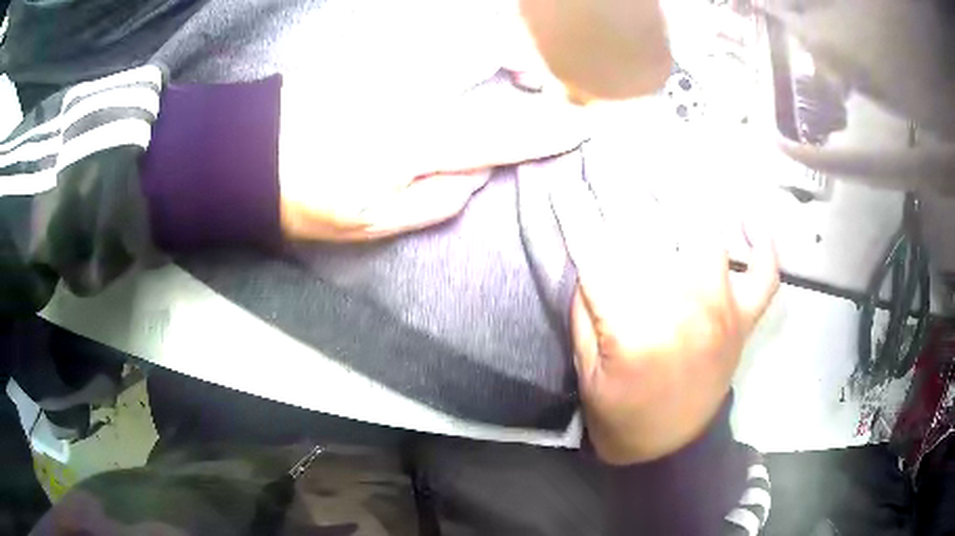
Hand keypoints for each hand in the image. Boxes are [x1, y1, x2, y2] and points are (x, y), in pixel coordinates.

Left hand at [276, 0, 584, 241]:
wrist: (248, 156)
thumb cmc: (307, 198)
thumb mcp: (373, 223)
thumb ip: (437, 200)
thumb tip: (481, 171)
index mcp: (413, 143)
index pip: (504, 132)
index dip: (550, 130)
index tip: (584, 125)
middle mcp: (407, 89)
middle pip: (488, 55)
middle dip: (532, 60)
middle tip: (546, 76)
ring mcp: (383, 60)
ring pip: (460, 30)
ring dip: (498, 37)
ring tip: (514, 59)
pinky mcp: (364, 45)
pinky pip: (423, 26)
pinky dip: (455, 29)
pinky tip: (464, 43)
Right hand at [554, 182, 778, 463]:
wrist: (668, 449)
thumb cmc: (619, 412)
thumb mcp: (585, 365)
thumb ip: (589, 303)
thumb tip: (594, 250)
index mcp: (633, 326)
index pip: (597, 249)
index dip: (576, 209)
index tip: (563, 178)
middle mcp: (684, 307)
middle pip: (651, 227)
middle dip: (623, 181)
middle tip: (608, 151)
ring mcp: (724, 309)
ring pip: (709, 231)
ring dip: (686, 192)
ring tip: (667, 161)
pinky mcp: (745, 319)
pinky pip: (765, 271)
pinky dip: (762, 240)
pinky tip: (747, 213)